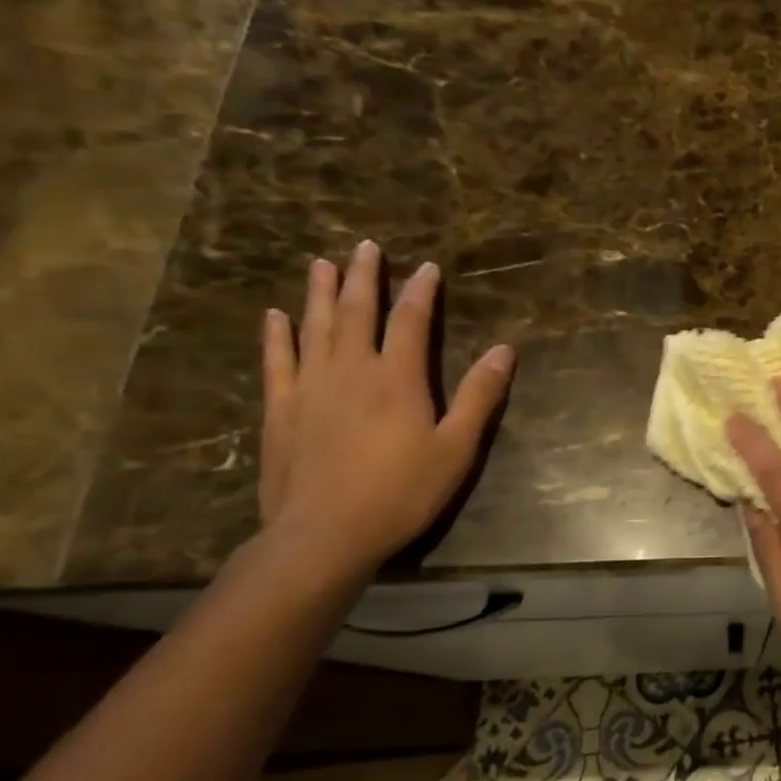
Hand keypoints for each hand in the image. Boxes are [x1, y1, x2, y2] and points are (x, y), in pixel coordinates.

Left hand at [259, 240, 514, 575]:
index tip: (427, 266)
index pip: (411, 321)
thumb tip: (505, 350)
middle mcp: (352, 370)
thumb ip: (479, 396)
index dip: (421, 291)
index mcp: (398, 378)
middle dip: (363, 276)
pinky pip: (278, 361)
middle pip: (356, 312)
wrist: (323, 535)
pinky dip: (277, 335)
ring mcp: (310, 387)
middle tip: (364, 246)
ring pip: (314, 327)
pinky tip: (275, 315)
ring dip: (319, 292)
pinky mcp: (281, 410)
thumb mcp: (456, 448)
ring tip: (321, 263)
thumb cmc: (401, 492)